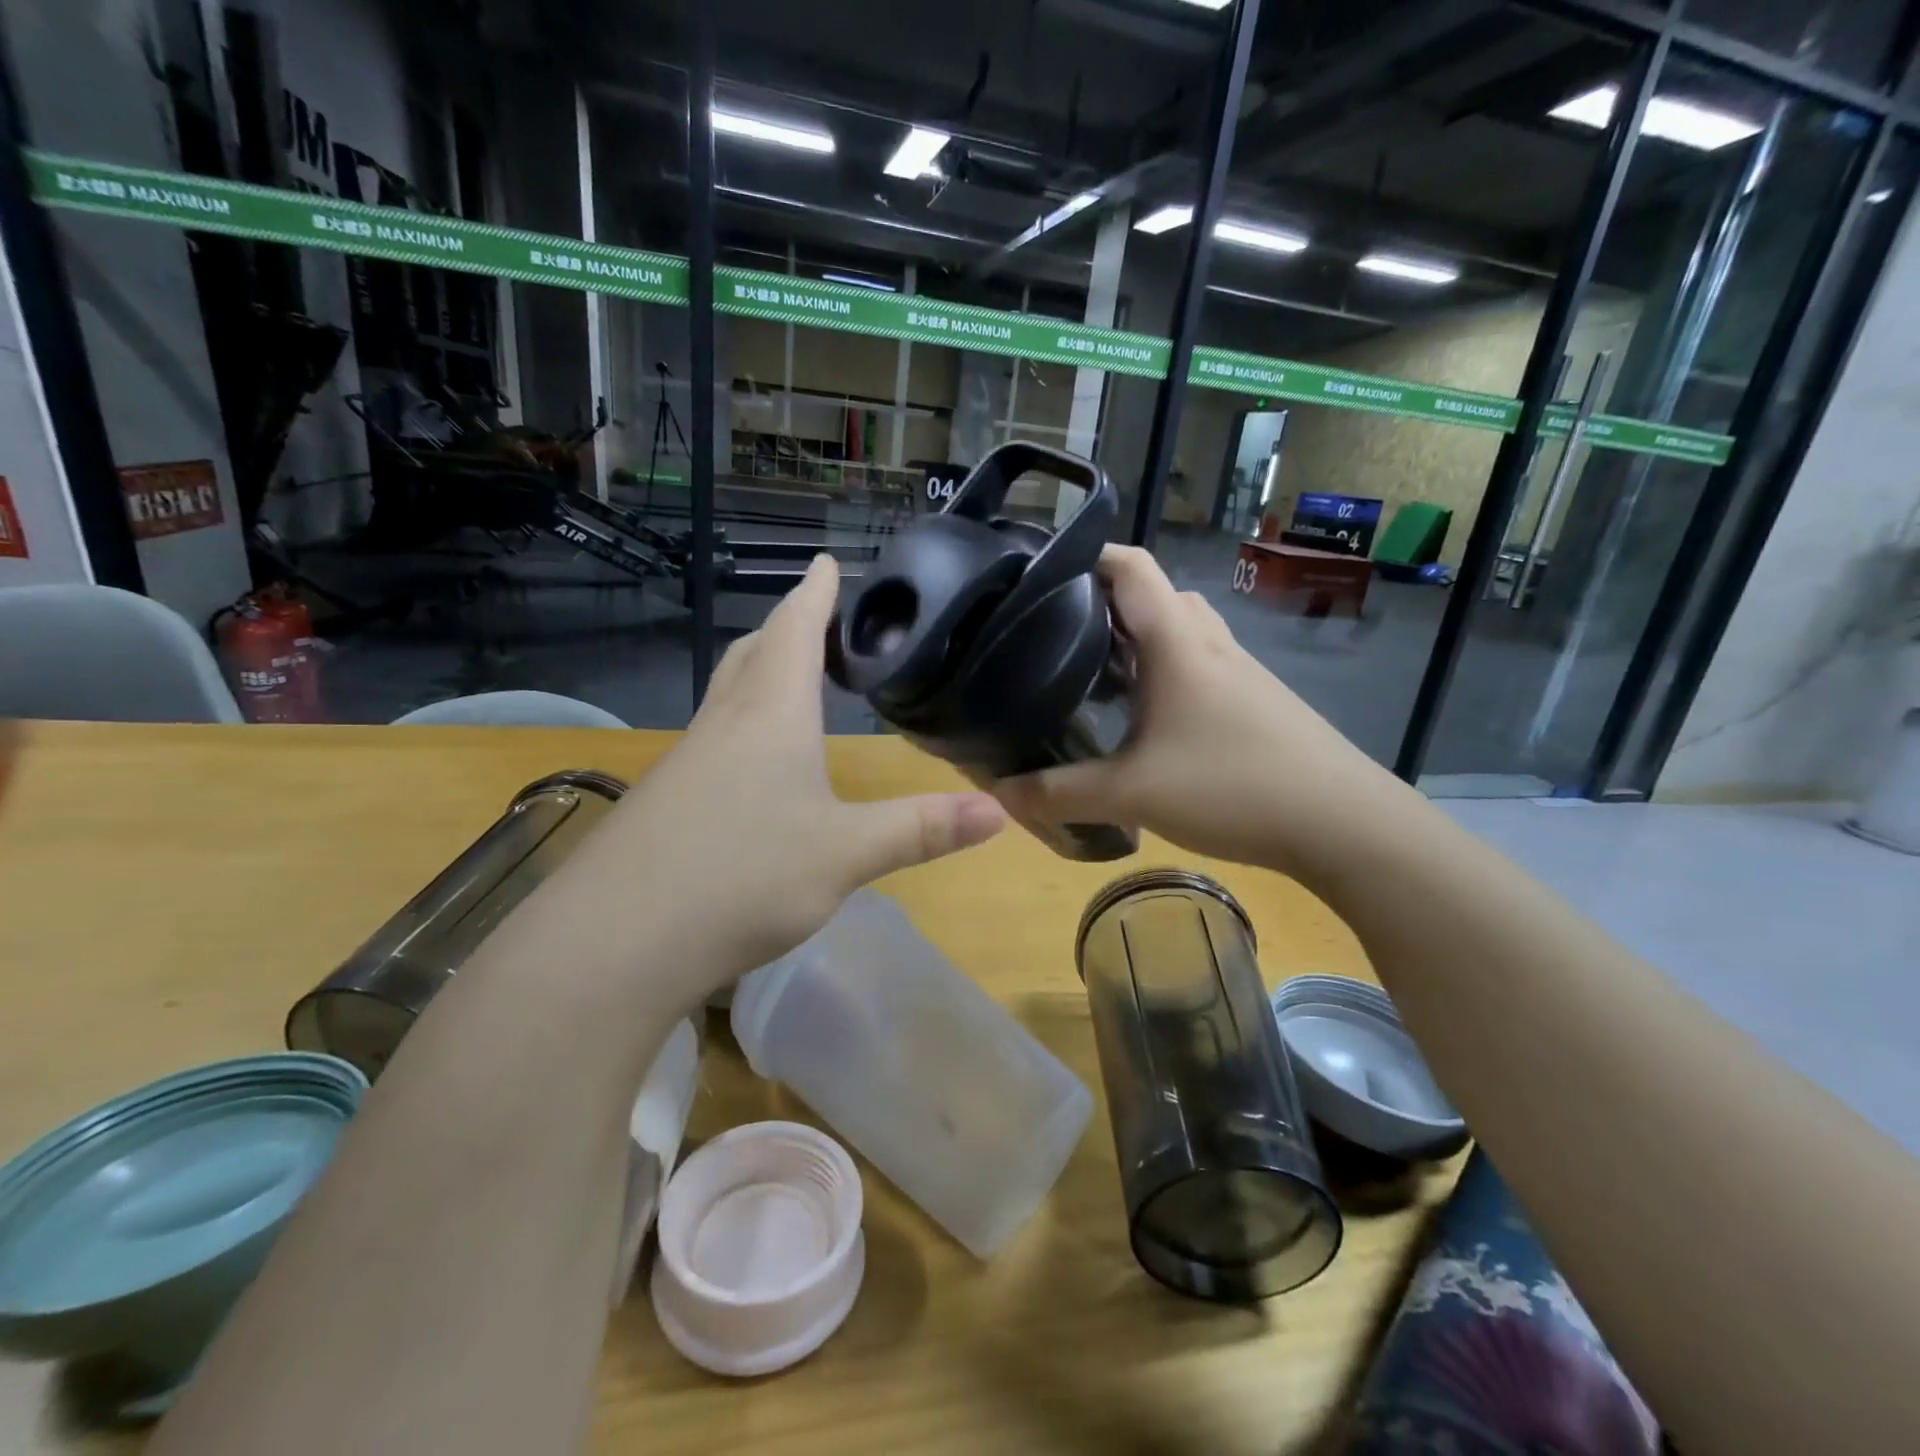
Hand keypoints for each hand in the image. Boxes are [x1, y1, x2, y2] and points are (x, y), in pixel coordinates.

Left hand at [592, 555, 1005, 1002]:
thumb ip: (920, 830)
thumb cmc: (742, 878)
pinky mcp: (666, 800)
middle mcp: (724, 724)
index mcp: (771, 715)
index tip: (824, 560)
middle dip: (786, 626)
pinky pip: (713, 738)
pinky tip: (752, 763)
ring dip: (760, 672)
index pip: (794, 631)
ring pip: (728, 694)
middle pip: (754, 654)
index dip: (814, 594)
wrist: (614, 941)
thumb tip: (998, 810)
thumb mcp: (846, 855)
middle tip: (814, 615)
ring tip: (790, 677)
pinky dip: (742, 722)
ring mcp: (687, 762)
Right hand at [994, 546, 1396, 873]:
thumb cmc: (1233, 786)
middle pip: (1154, 595)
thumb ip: (1059, 794)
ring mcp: (1238, 671)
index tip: (1040, 578)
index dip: (1085, 557)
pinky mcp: (1255, 701)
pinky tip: (1144, 720)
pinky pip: (1198, 666)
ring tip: (1092, 675)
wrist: (1343, 822)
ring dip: (1138, 641)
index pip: (1130, 565)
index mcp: (1177, 642)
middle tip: (1058, 635)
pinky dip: (1164, 673)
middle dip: (1104, 604)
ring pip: (1179, 631)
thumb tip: (999, 795)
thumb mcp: (1132, 794)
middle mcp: (1209, 643)